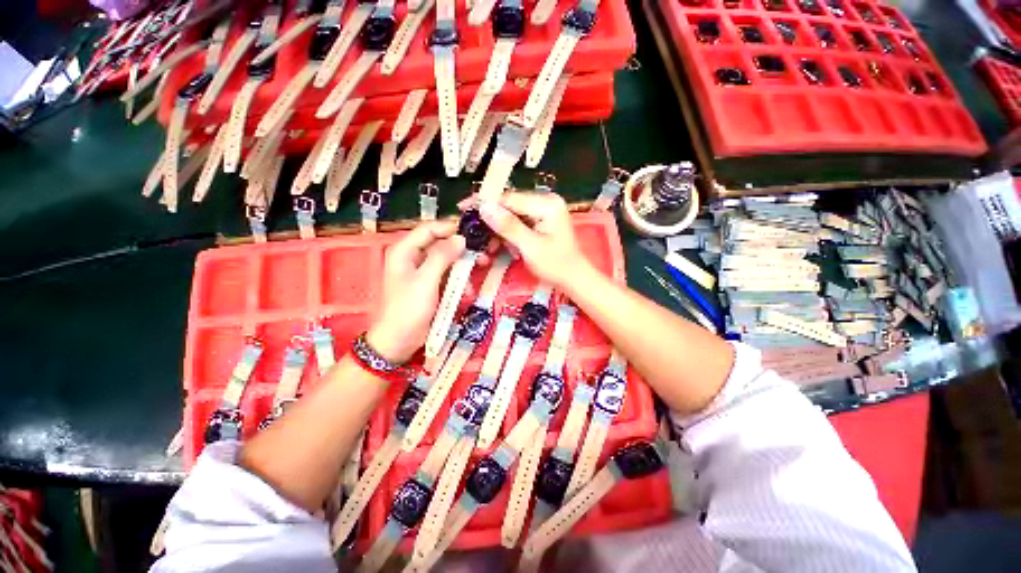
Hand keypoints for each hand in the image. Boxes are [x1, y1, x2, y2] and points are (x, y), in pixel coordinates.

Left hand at [366, 221, 465, 363]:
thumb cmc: (408, 309)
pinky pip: (448, 277)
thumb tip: (460, 238)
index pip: (429, 229)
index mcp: (405, 251)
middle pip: (441, 244)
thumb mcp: (426, 281)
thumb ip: (442, 256)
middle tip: (483, 255)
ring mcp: (423, 273)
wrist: (398, 342)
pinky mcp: (431, 286)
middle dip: (462, 251)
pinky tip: (467, 293)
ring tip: (478, 274)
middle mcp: (414, 257)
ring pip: (448, 261)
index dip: (450, 228)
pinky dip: (459, 282)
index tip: (473, 234)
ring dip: (463, 268)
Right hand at [475, 192, 593, 290]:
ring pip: (511, 214)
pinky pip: (518, 222)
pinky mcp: (540, 220)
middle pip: (510, 204)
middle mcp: (546, 201)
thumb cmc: (555, 265)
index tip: (463, 206)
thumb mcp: (530, 247)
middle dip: (490, 217)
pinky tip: (499, 243)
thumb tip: (484, 206)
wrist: (573, 279)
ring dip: (497, 228)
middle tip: (471, 228)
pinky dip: (507, 232)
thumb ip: (508, 226)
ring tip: (486, 242)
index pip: (510, 198)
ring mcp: (543, 211)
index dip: (485, 202)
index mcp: (547, 204)